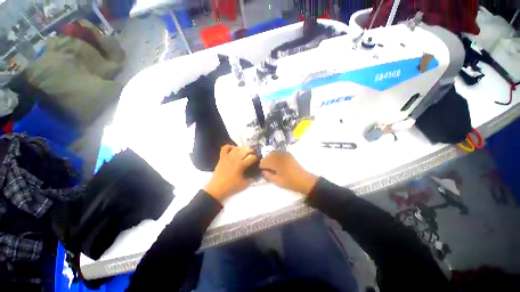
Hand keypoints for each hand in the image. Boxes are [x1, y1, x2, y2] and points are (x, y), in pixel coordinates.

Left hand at [204, 145, 257, 201]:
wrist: (217, 188)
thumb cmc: (231, 186)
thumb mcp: (244, 184)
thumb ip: (252, 179)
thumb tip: (256, 176)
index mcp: (241, 164)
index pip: (252, 157)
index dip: (256, 158)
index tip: (257, 161)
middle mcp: (235, 158)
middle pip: (245, 150)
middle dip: (251, 151)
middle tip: (252, 155)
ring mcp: (228, 157)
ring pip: (237, 148)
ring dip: (242, 149)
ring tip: (244, 152)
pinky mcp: (222, 157)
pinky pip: (225, 148)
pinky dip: (230, 146)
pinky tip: (234, 149)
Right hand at [259, 151, 317, 194]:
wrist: (304, 180)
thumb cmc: (290, 182)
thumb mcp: (277, 181)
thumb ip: (267, 176)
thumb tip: (262, 171)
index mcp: (276, 162)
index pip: (263, 161)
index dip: (261, 166)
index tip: (263, 171)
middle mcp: (279, 155)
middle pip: (267, 156)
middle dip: (265, 162)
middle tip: (268, 169)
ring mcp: (284, 153)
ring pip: (272, 153)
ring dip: (270, 158)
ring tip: (272, 166)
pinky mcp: (288, 154)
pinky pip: (278, 152)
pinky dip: (276, 156)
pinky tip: (278, 162)